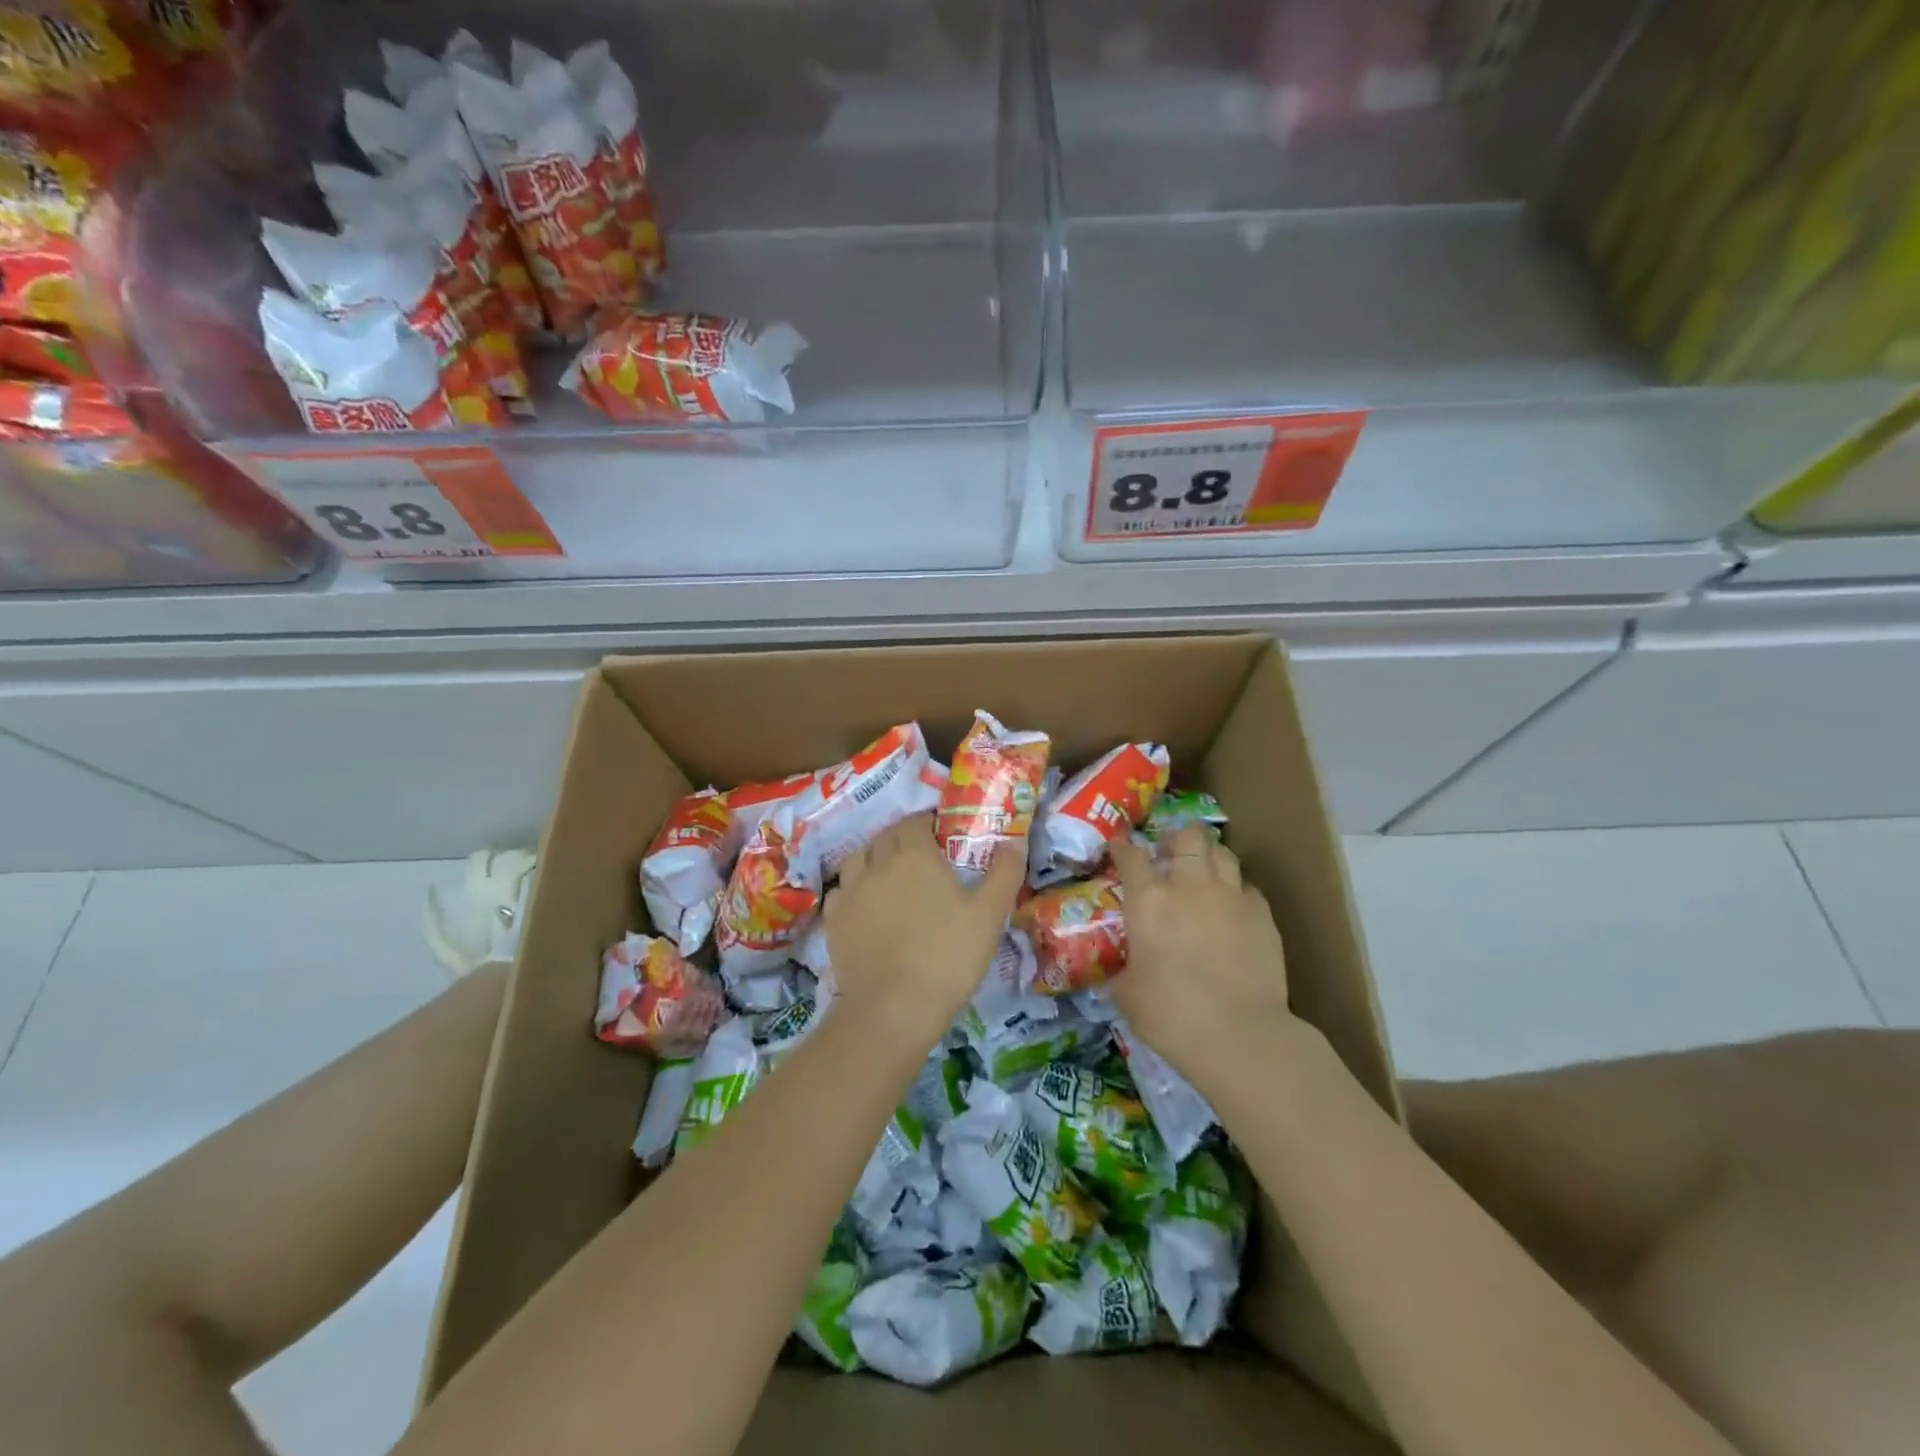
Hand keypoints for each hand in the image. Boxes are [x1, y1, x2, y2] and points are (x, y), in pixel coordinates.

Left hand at [823, 814, 1024, 1043]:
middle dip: (903, 836)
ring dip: (874, 857)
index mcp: (915, 856)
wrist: (892, 1008)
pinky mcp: (833, 920)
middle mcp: (878, 864)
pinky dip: (853, 888)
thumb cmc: (947, 956)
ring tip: (890, 874)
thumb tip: (1014, 843)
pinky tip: (865, 904)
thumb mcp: (990, 915)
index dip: (928, 823)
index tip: (942, 834)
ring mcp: (850, 892)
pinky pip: (841, 890)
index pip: (915, 822)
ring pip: (858, 858)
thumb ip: (1004, 873)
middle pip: (886, 836)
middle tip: (922, 855)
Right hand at [1108, 827, 1293, 1076]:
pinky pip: (1247, 887)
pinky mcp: (1263, 915)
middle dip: (1175, 838)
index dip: (1123, 848)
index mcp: (1149, 901)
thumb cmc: (1172, 1015)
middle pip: (1187, 836)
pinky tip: (1230, 908)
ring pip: (1222, 853)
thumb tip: (1120, 971)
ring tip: (1201, 872)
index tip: (1120, 849)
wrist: (1241, 1036)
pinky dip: (1235, 890)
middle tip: (1168, 853)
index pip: (1132, 856)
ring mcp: (1231, 897)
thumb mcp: (1128, 993)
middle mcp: (1190, 886)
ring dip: (1208, 856)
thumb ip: (1122, 969)